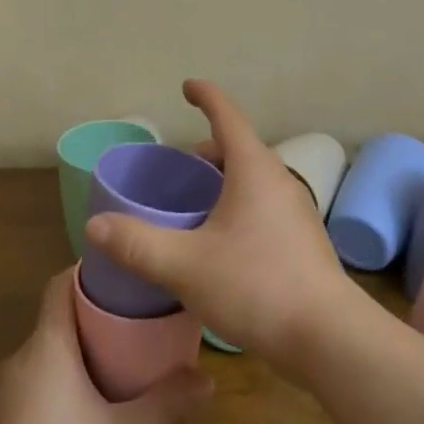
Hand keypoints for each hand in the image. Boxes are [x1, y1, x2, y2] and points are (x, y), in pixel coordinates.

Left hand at [0, 271, 211, 423]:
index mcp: (47, 346)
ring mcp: (3, 395)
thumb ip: (165, 404)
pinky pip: (33, 388)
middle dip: (92, 319)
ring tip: (117, 365)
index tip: (121, 274)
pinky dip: (59, 386)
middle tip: (135, 324)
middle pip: (56, 322)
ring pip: (44, 358)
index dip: (87, 273)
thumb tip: (208, 380)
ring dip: (76, 356)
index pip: (59, 286)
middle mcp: (19, 360)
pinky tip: (85, 413)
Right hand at [84, 79, 365, 370]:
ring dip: (222, 183)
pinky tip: (219, 242)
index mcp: (254, 169)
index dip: (206, 96)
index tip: (187, 86)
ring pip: (252, 181)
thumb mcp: (185, 265)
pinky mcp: (302, 241)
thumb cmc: (256, 286)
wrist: (328, 337)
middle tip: (175, 168)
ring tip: (191, 206)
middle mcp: (280, 181)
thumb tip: (95, 226)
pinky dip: (236, 207)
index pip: (227, 116)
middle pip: (239, 150)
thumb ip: (137, 243)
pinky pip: (262, 207)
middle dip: (205, 152)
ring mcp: (296, 212)